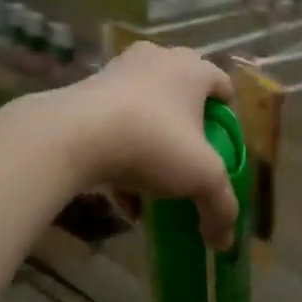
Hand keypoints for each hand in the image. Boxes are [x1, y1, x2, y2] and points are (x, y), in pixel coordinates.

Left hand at [59, 43, 239, 249]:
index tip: (224, 151)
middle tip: (190, 165)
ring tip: (154, 187)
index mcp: (191, 68)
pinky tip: (123, 197)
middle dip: (188, 134)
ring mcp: (116, 73)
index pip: (223, 85)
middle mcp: (156, 60)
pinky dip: (122, 155)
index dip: (229, 120)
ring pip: (145, 113)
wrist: (71, 136)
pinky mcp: (85, 94)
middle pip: (182, 97)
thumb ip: (221, 207)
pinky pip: (113, 125)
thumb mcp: (202, 178)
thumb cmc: (153, 142)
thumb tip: (226, 241)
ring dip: (153, 148)